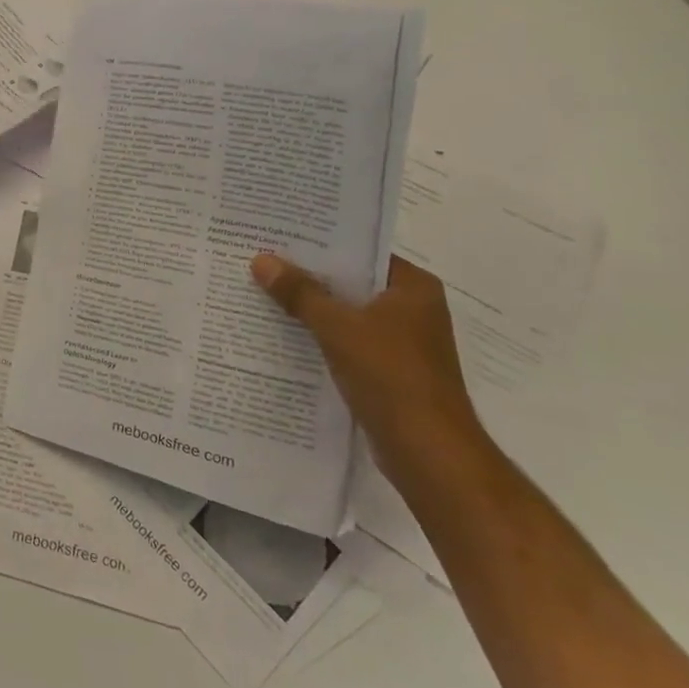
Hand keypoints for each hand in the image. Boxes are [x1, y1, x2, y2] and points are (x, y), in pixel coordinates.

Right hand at [251, 253, 487, 484]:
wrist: (428, 452)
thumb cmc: (391, 376)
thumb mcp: (338, 327)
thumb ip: (299, 292)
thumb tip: (261, 259)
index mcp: (413, 288)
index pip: (362, 251)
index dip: (320, 244)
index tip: (279, 234)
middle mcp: (412, 309)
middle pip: (350, 283)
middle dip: (308, 276)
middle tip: (261, 260)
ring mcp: (401, 343)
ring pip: (346, 314)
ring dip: (310, 308)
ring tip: (262, 292)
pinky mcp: (388, 371)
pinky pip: (346, 342)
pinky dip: (319, 337)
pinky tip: (281, 334)